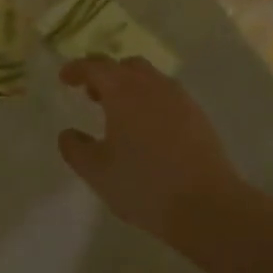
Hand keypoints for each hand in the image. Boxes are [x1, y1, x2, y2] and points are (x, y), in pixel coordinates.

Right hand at [57, 57, 259, 245]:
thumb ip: (75, 148)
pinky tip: (146, 128)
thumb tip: (68, 133)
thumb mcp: (96, 171)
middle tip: (91, 94)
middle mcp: (153, 87)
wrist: (207, 206)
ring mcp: (180, 100)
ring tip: (118, 112)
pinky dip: (150, 100)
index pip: (95, 67)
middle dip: (105, 74)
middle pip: (126, 66)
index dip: (76, 69)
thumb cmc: (143, 184)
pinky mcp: (199, 117)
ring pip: (150, 79)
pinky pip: (168, 96)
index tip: (65, 78)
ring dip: (129, 86)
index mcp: (123, 92)